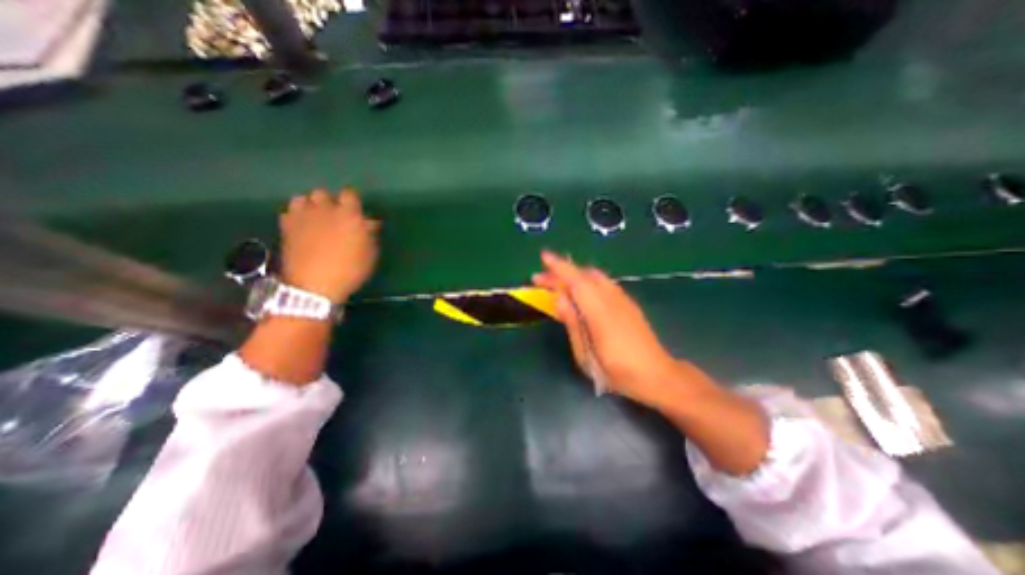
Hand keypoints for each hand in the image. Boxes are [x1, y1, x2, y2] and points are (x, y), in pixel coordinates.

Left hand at [279, 189, 378, 305]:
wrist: (314, 286)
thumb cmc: (350, 270)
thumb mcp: (369, 254)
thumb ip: (370, 234)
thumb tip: (369, 222)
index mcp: (349, 215)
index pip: (350, 194)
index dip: (352, 200)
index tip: (355, 209)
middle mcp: (324, 210)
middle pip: (323, 193)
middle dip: (329, 202)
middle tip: (335, 216)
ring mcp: (302, 217)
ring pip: (302, 199)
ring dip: (309, 206)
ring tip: (315, 218)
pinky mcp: (285, 227)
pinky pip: (288, 212)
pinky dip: (294, 216)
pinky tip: (300, 227)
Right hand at [533, 250, 683, 402]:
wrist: (658, 375)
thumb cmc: (617, 372)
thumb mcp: (586, 355)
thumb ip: (572, 323)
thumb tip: (558, 298)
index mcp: (600, 313)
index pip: (576, 282)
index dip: (559, 267)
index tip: (543, 257)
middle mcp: (612, 299)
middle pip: (585, 275)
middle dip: (561, 271)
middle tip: (541, 278)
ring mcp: (623, 299)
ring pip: (595, 276)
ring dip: (574, 273)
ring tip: (557, 282)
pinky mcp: (628, 302)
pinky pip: (604, 282)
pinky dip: (586, 279)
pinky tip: (580, 290)